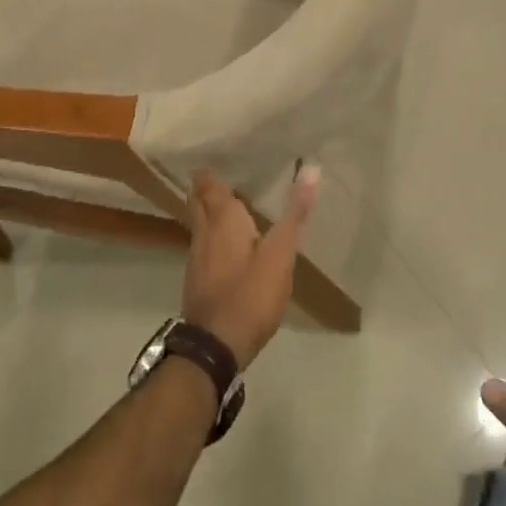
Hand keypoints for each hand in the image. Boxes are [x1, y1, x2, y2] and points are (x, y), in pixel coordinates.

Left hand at [181, 165, 318, 370]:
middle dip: (203, 187)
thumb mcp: (280, 254)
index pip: (208, 185)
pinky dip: (211, 235)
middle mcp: (204, 233)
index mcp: (222, 220)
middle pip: (197, 202)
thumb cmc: (249, 294)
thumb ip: (294, 213)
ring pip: (198, 224)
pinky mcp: (198, 281)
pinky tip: (225, 243)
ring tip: (226, 203)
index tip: (215, 156)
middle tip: (219, 174)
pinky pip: (202, 245)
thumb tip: (310, 169)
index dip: (209, 171)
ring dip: (207, 211)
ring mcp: (196, 258)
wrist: (214, 348)